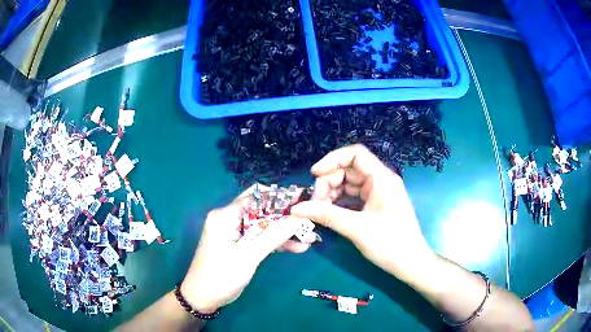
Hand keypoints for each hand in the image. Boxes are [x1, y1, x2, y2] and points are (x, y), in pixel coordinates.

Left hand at [180, 185, 308, 313]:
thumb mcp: (249, 256)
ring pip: (263, 225)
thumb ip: (273, 236)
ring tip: (308, 237)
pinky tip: (296, 248)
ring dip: (283, 231)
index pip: (256, 197)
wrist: (203, 298)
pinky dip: (275, 242)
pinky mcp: (238, 244)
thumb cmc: (221, 275)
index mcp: (225, 215)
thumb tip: (299, 217)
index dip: (280, 197)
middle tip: (308, 221)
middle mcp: (228, 218)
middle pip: (261, 210)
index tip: (303, 200)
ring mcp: (233, 232)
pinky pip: (259, 237)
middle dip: (285, 217)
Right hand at [291, 144, 434, 281]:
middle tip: (315, 204)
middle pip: (349, 170)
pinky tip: (329, 213)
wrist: (410, 263)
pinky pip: (353, 197)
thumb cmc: (390, 244)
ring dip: (332, 194)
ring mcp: (378, 193)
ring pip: (349, 184)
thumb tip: (296, 208)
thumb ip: (326, 215)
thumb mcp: (356, 228)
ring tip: (319, 211)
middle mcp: (380, 180)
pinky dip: (340, 203)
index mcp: (381, 178)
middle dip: (329, 182)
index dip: (332, 159)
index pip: (355, 154)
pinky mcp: (375, 205)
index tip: (314, 174)